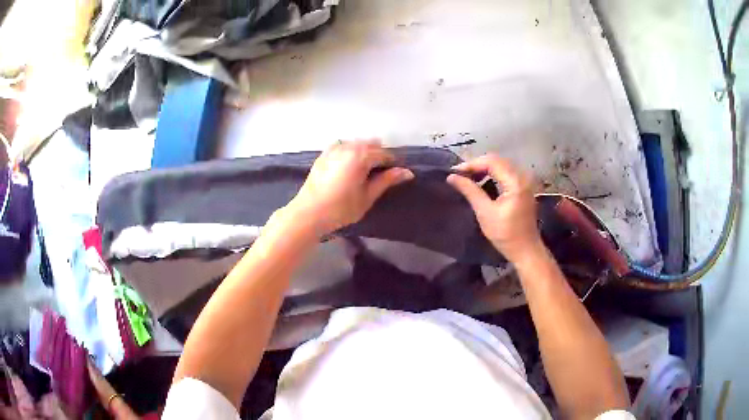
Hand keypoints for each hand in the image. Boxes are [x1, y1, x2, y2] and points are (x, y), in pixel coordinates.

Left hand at [288, 140, 413, 236]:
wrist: (309, 213)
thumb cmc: (341, 208)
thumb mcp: (367, 196)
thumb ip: (386, 180)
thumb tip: (407, 172)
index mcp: (361, 155)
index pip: (385, 154)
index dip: (393, 164)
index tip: (396, 176)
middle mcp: (349, 146)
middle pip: (371, 145)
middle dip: (379, 156)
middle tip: (380, 176)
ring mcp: (334, 148)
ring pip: (357, 144)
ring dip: (365, 152)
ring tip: (365, 172)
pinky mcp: (324, 154)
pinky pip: (343, 146)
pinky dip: (351, 152)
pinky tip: (350, 165)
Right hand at [447, 154, 542, 263]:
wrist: (526, 250)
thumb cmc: (506, 234)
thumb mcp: (485, 213)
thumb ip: (470, 191)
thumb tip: (452, 177)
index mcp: (515, 182)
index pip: (491, 162)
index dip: (472, 164)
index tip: (454, 172)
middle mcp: (522, 176)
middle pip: (497, 160)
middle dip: (477, 164)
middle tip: (459, 174)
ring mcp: (524, 181)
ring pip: (501, 165)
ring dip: (484, 168)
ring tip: (467, 177)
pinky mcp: (523, 187)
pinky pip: (506, 172)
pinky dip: (492, 174)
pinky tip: (481, 181)